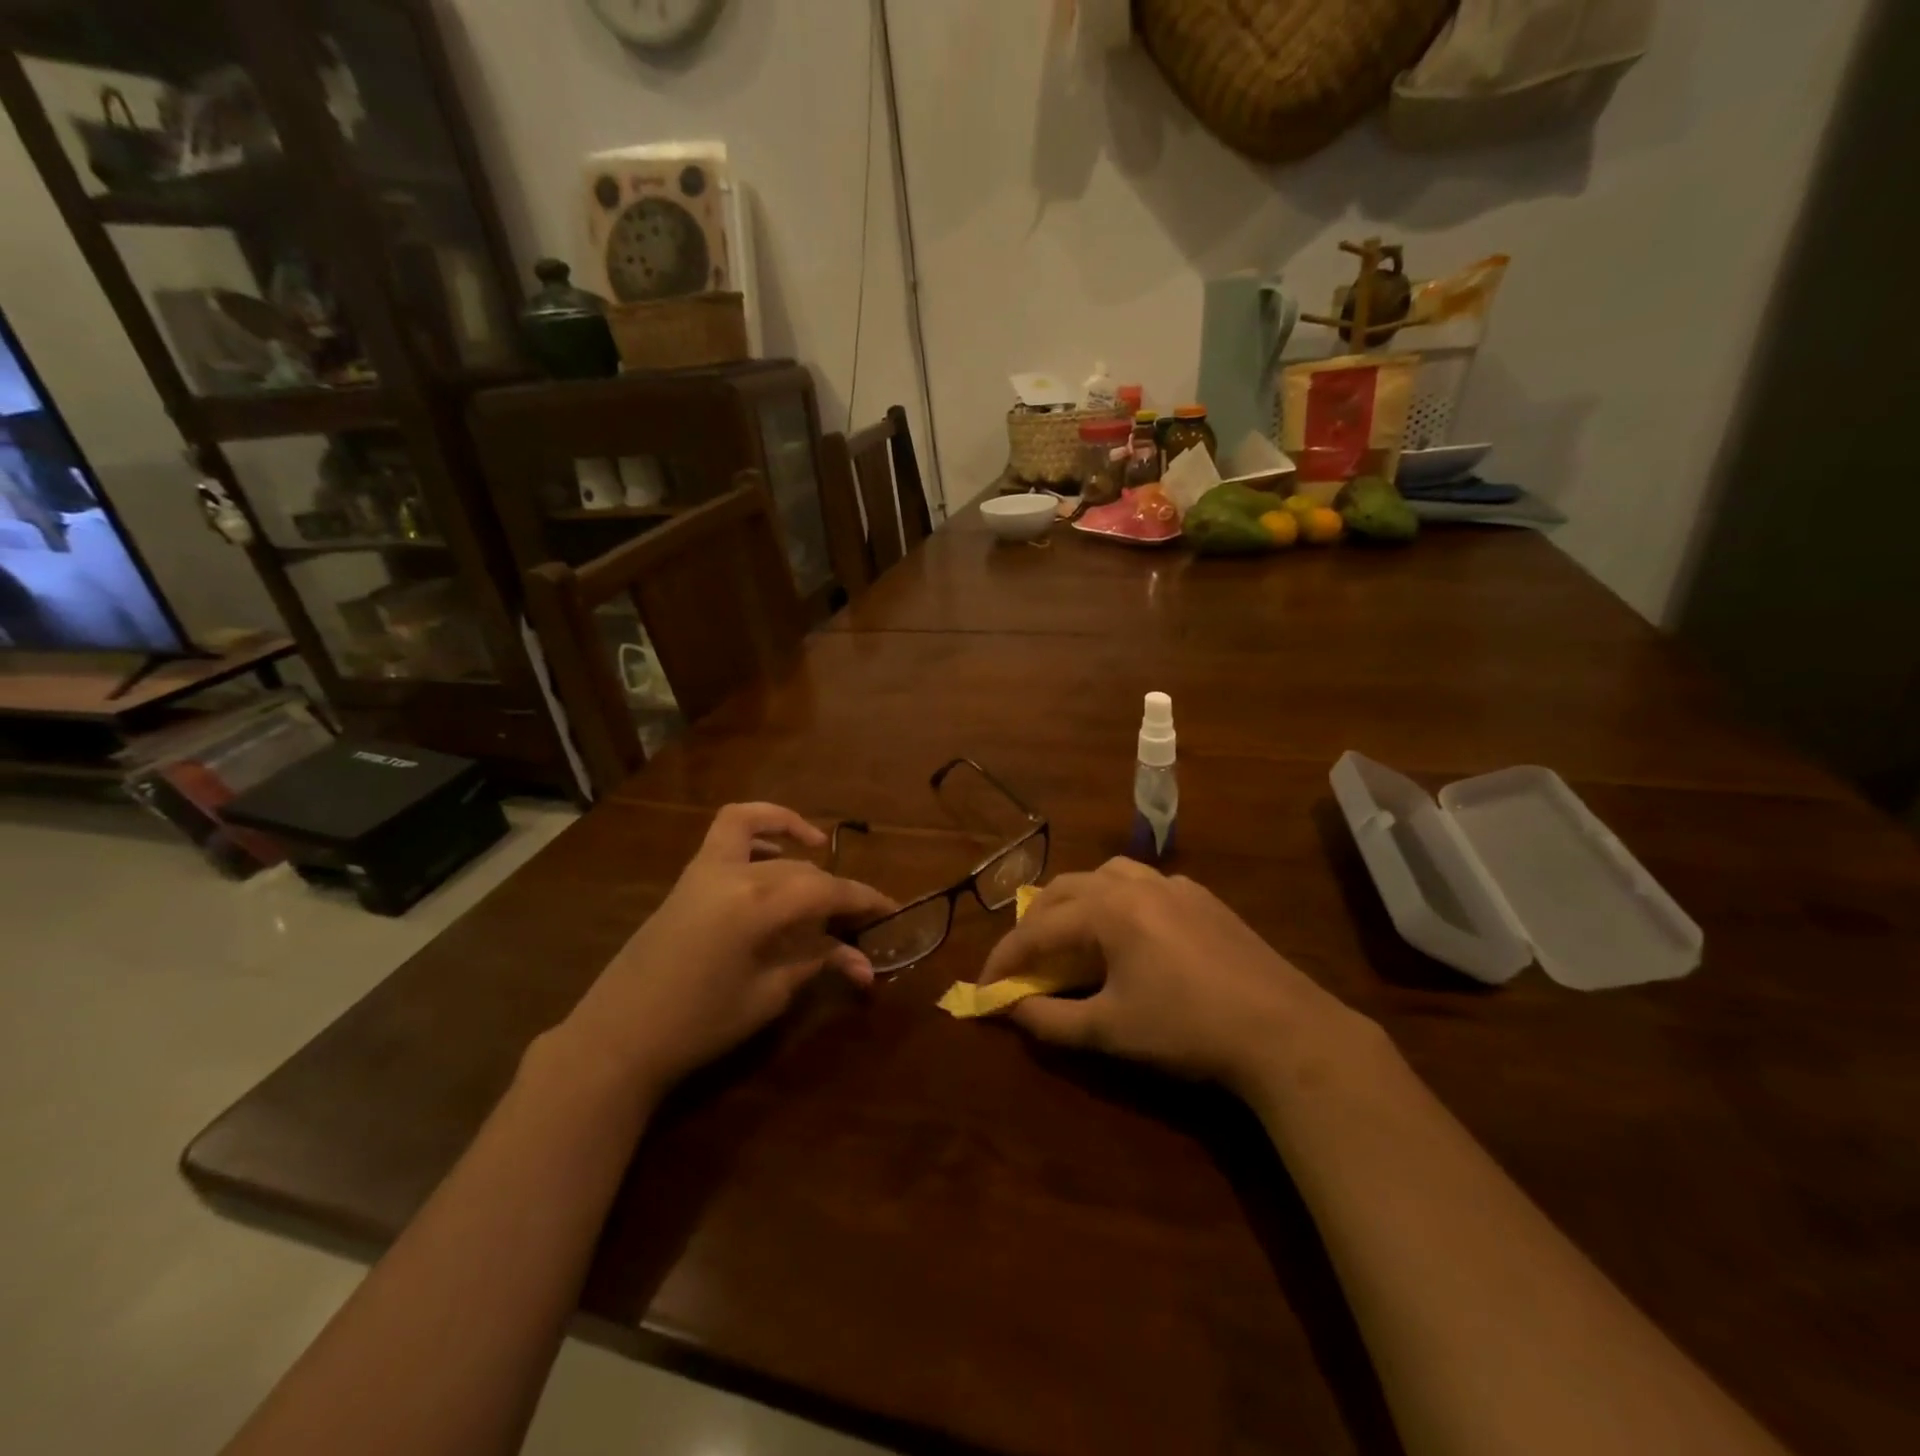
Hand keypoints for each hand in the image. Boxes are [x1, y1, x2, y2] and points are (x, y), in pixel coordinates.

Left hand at [556, 803, 895, 1098]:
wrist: (618, 1038)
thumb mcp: (768, 996)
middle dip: (838, 892)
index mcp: (758, 904)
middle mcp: (735, 872)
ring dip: (796, 840)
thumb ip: (816, 963)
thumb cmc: (699, 1024)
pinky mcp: (689, 877)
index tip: (893, 911)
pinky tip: (774, 854)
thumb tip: (864, 962)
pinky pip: (727, 833)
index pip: (828, 891)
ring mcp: (706, 868)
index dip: (865, 900)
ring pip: (764, 834)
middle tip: (861, 921)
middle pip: (803, 871)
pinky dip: (757, 828)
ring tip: (820, 858)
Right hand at [979, 858, 1368, 1099]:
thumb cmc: (1187, 1029)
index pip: (1038, 929)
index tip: (984, 988)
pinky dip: (1116, 899)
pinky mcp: (1202, 897)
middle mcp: (1135, 883)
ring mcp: (1173, 885)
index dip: (1005, 959)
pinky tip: (1128, 931)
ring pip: (1105, 874)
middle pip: (1065, 889)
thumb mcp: (1109, 1031)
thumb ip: (1050, 1020)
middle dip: (1035, 923)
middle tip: (1022, 961)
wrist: (1283, 1030)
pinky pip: (1143, 883)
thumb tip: (1010, 1010)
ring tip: (1069, 934)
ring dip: (1075, 900)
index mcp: (1107, 909)